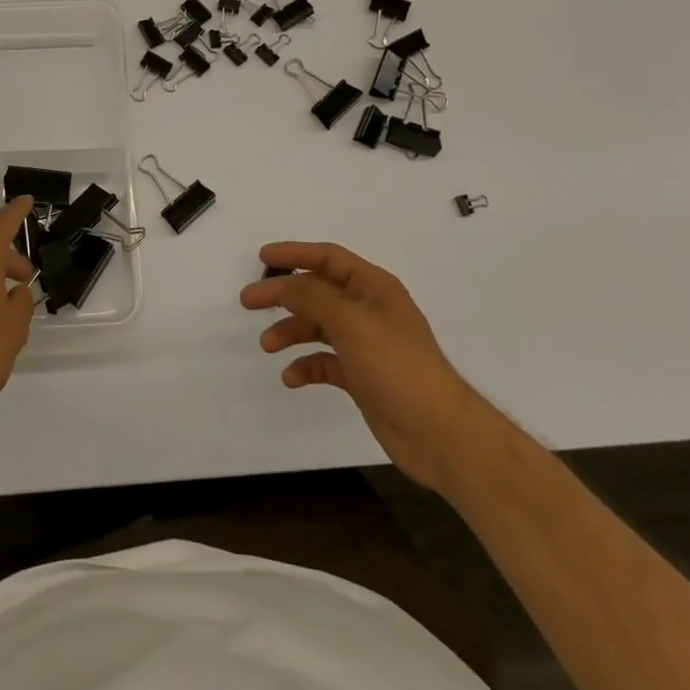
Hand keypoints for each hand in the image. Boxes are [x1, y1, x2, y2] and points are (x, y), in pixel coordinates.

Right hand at [240, 242, 485, 493]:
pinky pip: (325, 362)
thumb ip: (312, 296)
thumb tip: (283, 284)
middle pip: (317, 292)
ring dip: (291, 331)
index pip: (328, 258)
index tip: (263, 257)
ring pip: (318, 327)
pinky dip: (306, 366)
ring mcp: (365, 345)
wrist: (441, 435)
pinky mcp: (362, 377)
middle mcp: (368, 310)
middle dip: (283, 295)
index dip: (295, 254)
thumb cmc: (397, 366)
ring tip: (267, 344)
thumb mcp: (351, 322)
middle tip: (248, 301)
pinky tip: (292, 377)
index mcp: (373, 287)